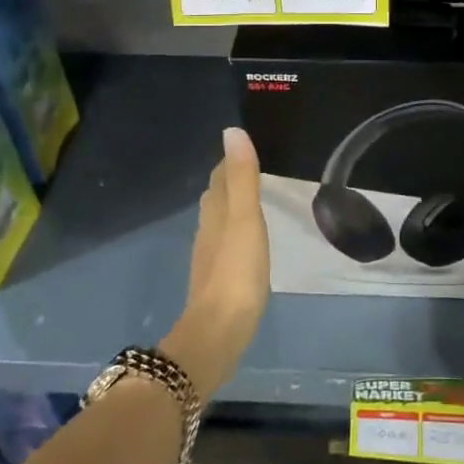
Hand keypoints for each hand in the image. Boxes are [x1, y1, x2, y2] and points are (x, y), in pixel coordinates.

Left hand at [163, 127, 269, 395]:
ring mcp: (210, 257)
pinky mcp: (218, 279)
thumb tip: (232, 132)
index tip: (248, 147)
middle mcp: (207, 230)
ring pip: (219, 221)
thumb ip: (242, 178)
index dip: (231, 160)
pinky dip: (236, 232)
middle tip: (255, 169)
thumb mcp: (245, 219)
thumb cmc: (236, 272)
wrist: (219, 332)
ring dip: (232, 206)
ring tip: (254, 200)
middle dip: (231, 180)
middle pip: (216, 197)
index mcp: (215, 213)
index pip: (220, 176)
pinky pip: (226, 244)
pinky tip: (248, 242)